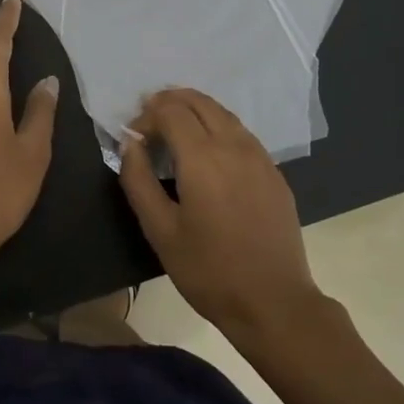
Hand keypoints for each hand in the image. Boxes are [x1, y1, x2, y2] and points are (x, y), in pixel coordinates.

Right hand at [119, 88, 327, 336]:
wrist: (273, 302)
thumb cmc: (208, 270)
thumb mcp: (160, 230)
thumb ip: (138, 180)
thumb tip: (129, 143)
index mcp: (202, 158)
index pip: (171, 111)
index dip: (147, 114)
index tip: (132, 135)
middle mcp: (234, 146)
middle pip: (200, 103)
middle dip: (170, 102)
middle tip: (149, 117)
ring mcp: (260, 157)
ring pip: (225, 114)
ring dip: (196, 110)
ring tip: (174, 124)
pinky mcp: (274, 173)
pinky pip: (242, 133)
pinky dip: (219, 126)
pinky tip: (209, 148)